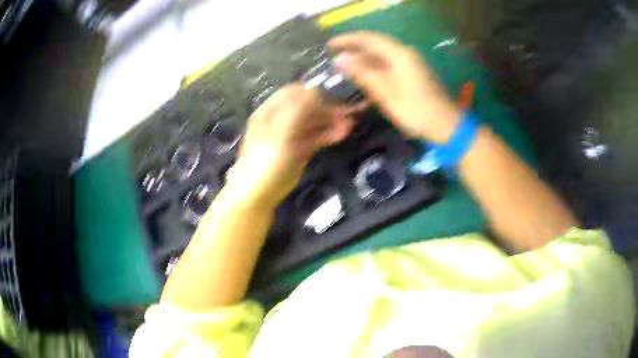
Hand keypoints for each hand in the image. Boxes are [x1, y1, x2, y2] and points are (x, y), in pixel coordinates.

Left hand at [226, 84, 353, 208]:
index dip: (313, 93)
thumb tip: (315, 91)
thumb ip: (297, 110)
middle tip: (347, 113)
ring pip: (313, 122)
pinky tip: (342, 133)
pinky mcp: (299, 149)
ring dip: (330, 121)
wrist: (260, 193)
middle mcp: (281, 119)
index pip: (295, 93)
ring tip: (349, 124)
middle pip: (307, 107)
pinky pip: (315, 137)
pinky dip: (328, 134)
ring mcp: (291, 134)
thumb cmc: (266, 160)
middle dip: (327, 108)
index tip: (333, 98)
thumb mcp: (280, 132)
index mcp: (271, 111)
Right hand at [329, 32, 460, 142]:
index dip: (348, 40)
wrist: (447, 126)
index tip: (329, 45)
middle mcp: (405, 54)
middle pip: (375, 45)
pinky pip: (388, 66)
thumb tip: (339, 59)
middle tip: (333, 57)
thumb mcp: (387, 93)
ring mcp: (410, 64)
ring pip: (381, 56)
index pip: (369, 39)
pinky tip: (364, 78)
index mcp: (400, 54)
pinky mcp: (412, 74)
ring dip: (363, 60)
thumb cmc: (417, 110)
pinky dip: (374, 70)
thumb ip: (363, 73)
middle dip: (353, 49)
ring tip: (344, 68)